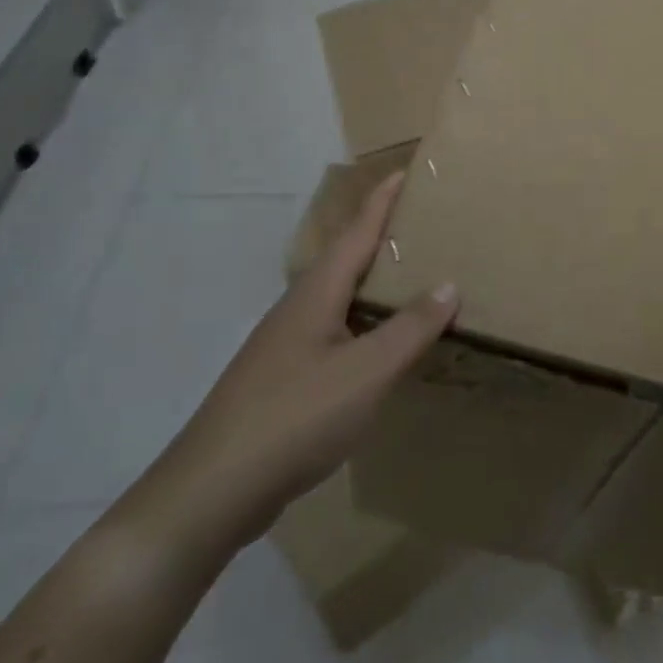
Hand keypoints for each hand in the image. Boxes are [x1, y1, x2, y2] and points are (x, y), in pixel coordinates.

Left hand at [117, 171, 457, 568]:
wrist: (213, 490)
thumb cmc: (295, 417)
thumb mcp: (366, 371)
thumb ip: (411, 329)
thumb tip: (449, 284)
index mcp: (316, 294)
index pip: (356, 233)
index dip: (382, 202)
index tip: (405, 171)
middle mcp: (298, 310)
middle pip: (345, 260)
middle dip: (380, 236)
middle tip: (421, 224)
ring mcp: (286, 346)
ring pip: (338, 299)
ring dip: (373, 282)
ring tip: (411, 278)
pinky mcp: (283, 379)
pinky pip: (334, 332)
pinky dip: (364, 323)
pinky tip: (380, 346)